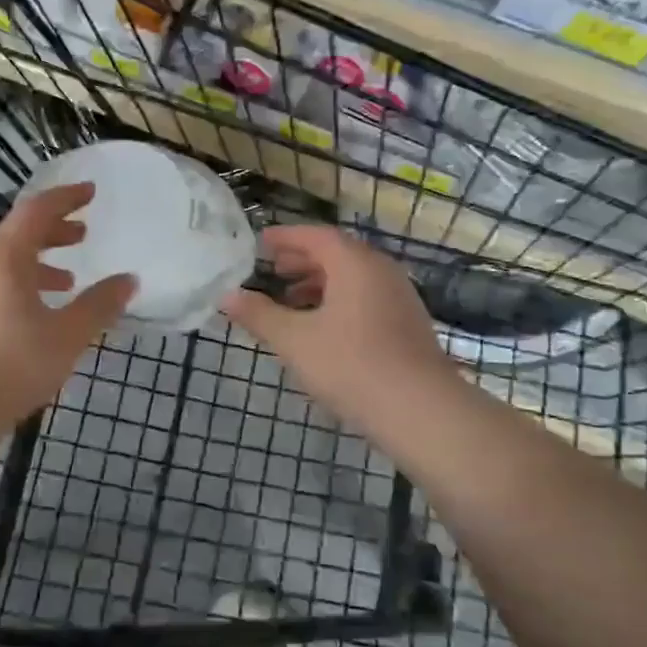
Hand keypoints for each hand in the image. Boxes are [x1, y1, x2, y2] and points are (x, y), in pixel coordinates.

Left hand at [0, 183, 134, 428]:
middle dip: (52, 231)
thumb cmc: (10, 366)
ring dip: (35, 263)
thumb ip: (99, 306)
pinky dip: (16, 286)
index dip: (66, 198)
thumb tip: (128, 280)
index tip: (90, 193)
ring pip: (1, 263)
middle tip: (82, 236)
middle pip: (16, 233)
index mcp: (3, 258)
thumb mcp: (66, 337)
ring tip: (66, 282)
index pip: (36, 210)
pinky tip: (32, 316)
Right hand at [221, 224, 451, 431]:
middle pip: (336, 254)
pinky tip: (323, 329)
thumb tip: (226, 296)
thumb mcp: (294, 340)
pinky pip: (366, 298)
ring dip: (319, 283)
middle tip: (272, 270)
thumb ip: (259, 315)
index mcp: (354, 263)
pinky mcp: (407, 324)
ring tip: (291, 302)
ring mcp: (399, 297)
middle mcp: (380, 271)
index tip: (260, 243)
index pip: (315, 236)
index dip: (285, 237)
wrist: (420, 409)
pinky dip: (339, 301)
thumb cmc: (350, 365)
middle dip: (301, 260)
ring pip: (353, 278)